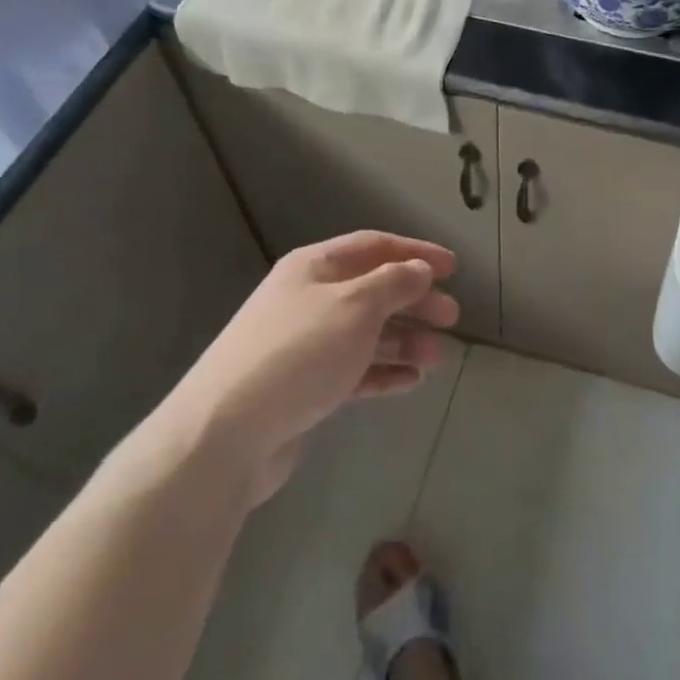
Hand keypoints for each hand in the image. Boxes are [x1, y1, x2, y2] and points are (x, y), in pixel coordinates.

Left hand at [171, 232, 459, 502]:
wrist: (226, 433)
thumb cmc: (299, 353)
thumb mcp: (355, 307)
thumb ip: (393, 283)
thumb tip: (418, 269)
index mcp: (314, 267)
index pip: (373, 246)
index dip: (415, 252)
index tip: (453, 268)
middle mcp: (308, 299)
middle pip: (373, 290)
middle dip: (415, 300)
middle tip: (452, 317)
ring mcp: (304, 345)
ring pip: (366, 333)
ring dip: (404, 340)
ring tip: (438, 356)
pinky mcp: (303, 388)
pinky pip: (353, 371)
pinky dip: (383, 372)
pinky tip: (411, 382)